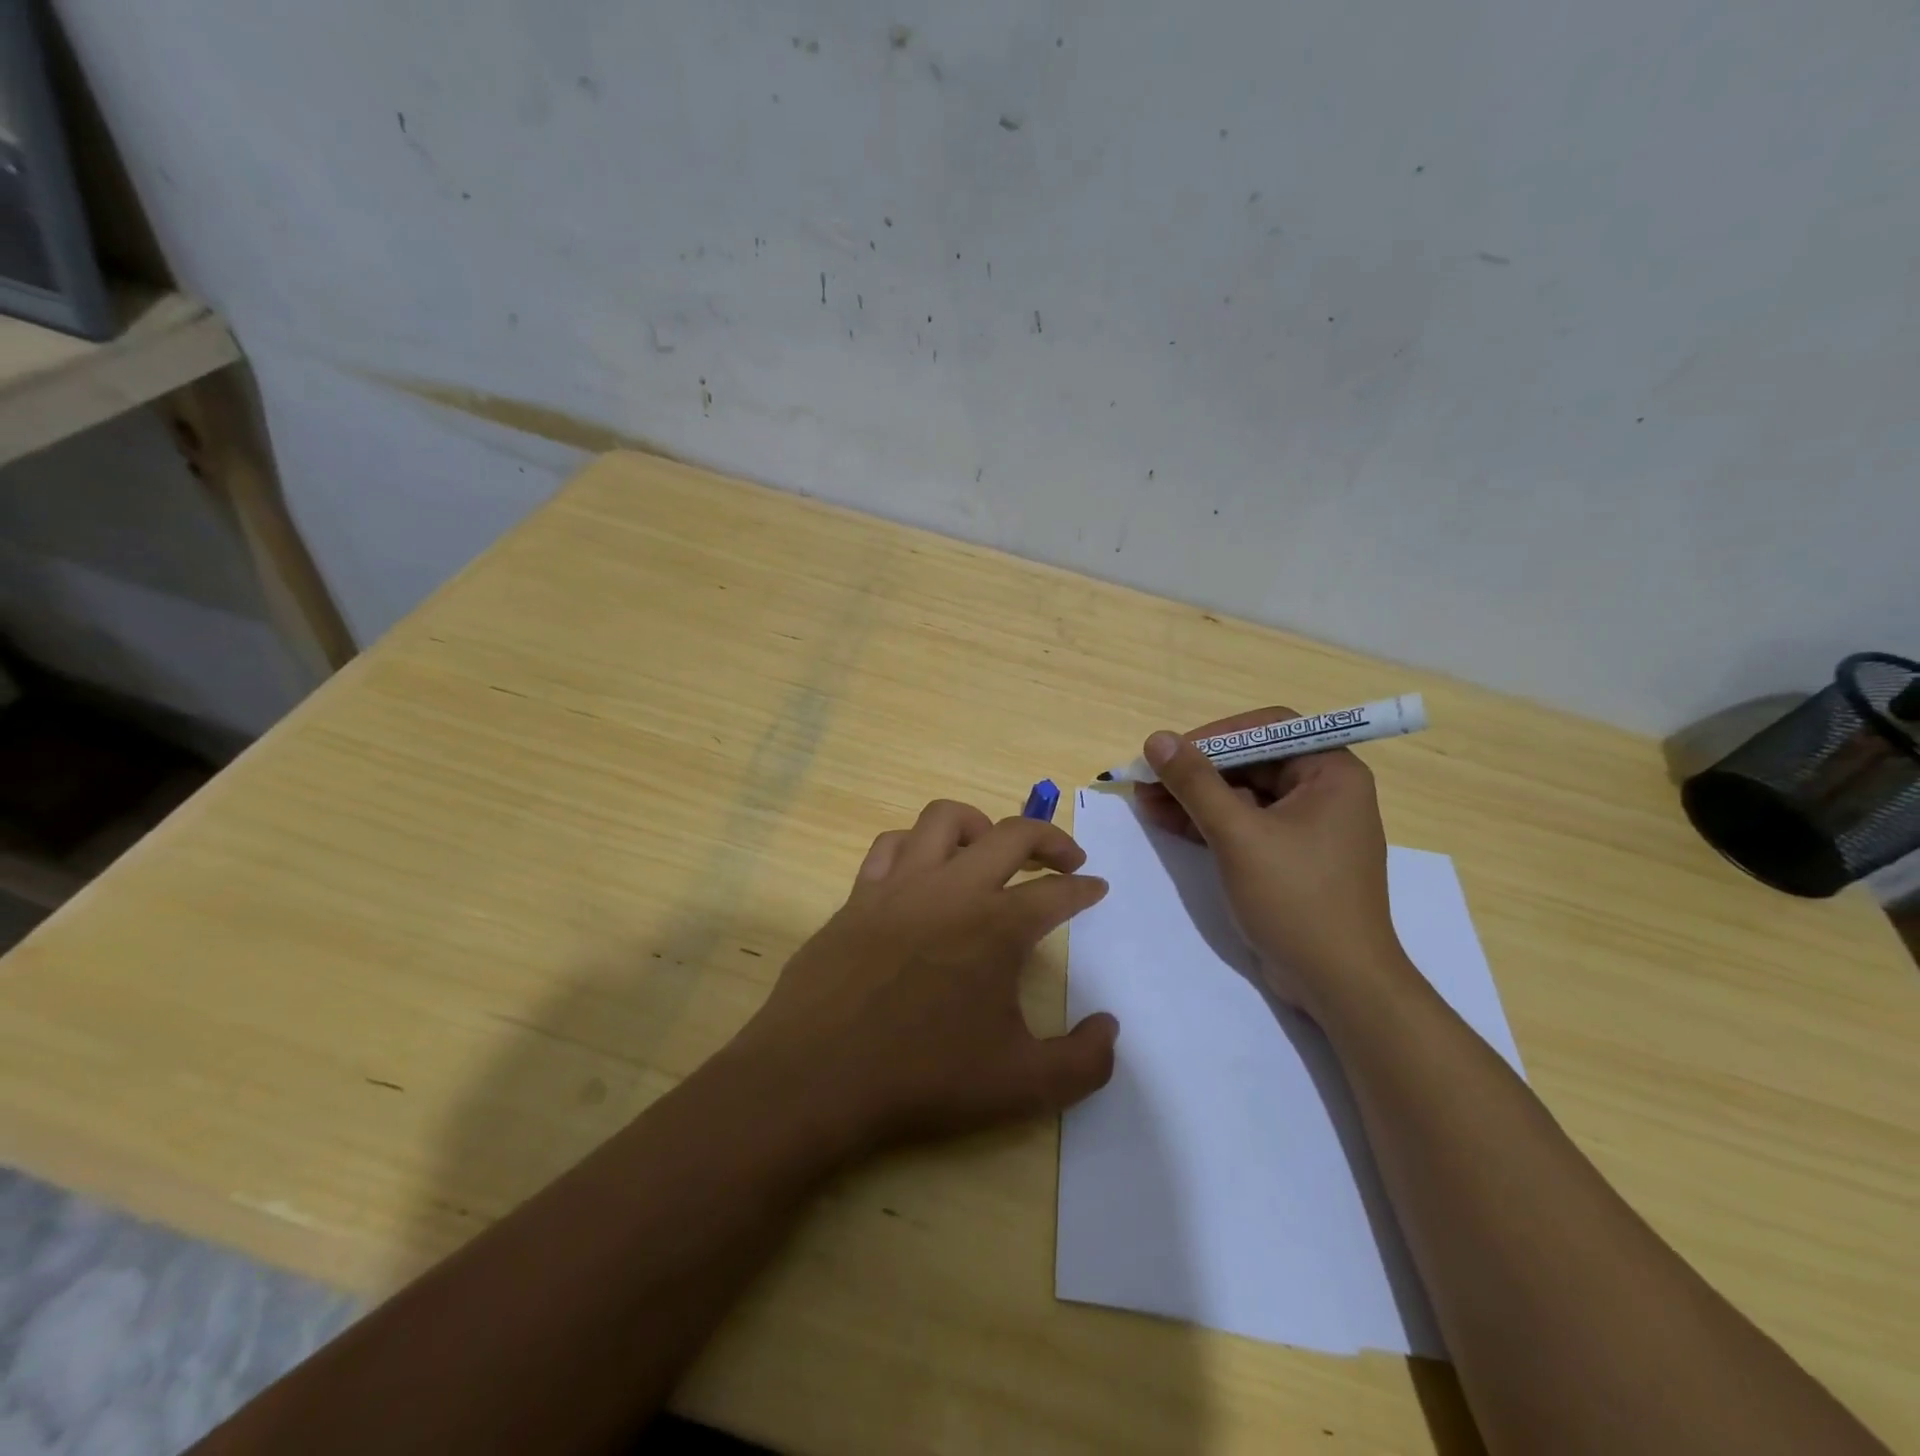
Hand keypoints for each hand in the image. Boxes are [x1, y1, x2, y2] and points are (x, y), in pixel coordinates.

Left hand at [726, 800, 1118, 1157]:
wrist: (816, 1077)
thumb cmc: (924, 1078)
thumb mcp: (1022, 1085)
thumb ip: (1083, 1061)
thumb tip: (1110, 1027)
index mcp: (997, 926)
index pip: (1056, 894)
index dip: (1084, 890)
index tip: (1096, 888)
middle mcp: (952, 889)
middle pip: (1012, 834)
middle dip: (1049, 839)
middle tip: (1066, 860)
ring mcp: (899, 886)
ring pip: (944, 819)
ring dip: (980, 825)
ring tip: (992, 851)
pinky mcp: (858, 896)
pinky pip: (891, 845)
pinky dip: (916, 845)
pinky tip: (923, 871)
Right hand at [1134, 709, 1404, 1017]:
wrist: (1338, 983)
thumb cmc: (1297, 898)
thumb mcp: (1238, 835)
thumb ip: (1195, 783)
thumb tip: (1157, 739)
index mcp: (1332, 773)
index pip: (1268, 728)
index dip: (1216, 735)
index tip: (1172, 752)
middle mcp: (1324, 791)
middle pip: (1251, 762)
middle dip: (1196, 771)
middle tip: (1148, 779)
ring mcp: (1307, 827)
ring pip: (1242, 795)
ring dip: (1194, 797)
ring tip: (1144, 800)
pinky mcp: (1290, 856)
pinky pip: (1244, 824)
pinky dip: (1208, 822)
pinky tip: (1166, 821)